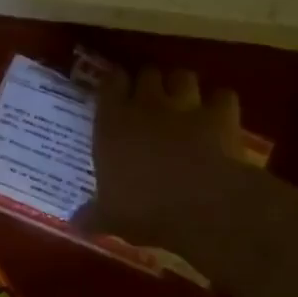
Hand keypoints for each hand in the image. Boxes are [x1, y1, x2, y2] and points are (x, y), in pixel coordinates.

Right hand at [77, 66, 252, 251]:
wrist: (203, 206)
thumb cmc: (146, 209)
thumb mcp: (111, 217)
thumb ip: (93, 215)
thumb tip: (75, 223)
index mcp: (113, 123)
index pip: (110, 83)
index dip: (114, 83)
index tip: (115, 91)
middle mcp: (147, 104)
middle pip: (147, 73)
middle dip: (149, 83)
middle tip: (149, 100)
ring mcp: (186, 106)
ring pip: (183, 76)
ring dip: (182, 86)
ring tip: (183, 101)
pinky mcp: (221, 115)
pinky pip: (222, 96)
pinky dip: (220, 103)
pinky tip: (219, 115)